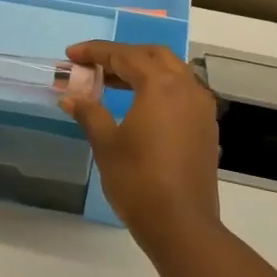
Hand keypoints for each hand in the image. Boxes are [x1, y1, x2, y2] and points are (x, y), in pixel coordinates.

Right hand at [59, 41, 221, 249]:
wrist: (181, 224)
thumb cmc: (138, 181)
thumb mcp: (107, 145)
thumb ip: (89, 113)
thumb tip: (70, 96)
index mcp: (161, 85)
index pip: (125, 56)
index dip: (95, 52)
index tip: (71, 55)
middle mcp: (187, 87)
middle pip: (153, 56)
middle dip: (122, 55)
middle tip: (93, 66)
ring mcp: (201, 108)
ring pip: (172, 72)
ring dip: (142, 70)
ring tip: (111, 83)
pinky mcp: (206, 127)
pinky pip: (183, 92)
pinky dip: (159, 88)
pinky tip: (140, 106)